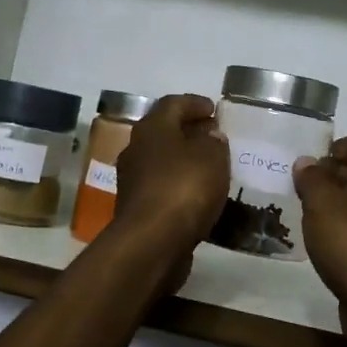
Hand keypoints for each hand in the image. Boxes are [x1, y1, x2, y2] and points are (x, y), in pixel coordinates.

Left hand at [111, 94, 230, 259]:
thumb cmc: (183, 188)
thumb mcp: (212, 158)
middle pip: (163, 131)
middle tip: (213, 135)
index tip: (213, 108)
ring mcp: (132, 180)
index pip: (173, 104)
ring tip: (210, 166)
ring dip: (183, 160)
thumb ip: (214, 142)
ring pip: (161, 160)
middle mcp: (136, 149)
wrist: (151, 242)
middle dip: (188, 131)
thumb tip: (210, 136)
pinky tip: (198, 194)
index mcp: (152, 128)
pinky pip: (162, 186)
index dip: (194, 103)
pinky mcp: (136, 208)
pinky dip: (179, 185)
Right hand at [294, 137, 346, 346]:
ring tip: (309, 215)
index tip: (317, 158)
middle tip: (305, 187)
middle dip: (336, 177)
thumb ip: (312, 178)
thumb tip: (307, 162)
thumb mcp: (322, 202)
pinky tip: (325, 245)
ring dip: (340, 207)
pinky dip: (346, 233)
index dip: (344, 146)